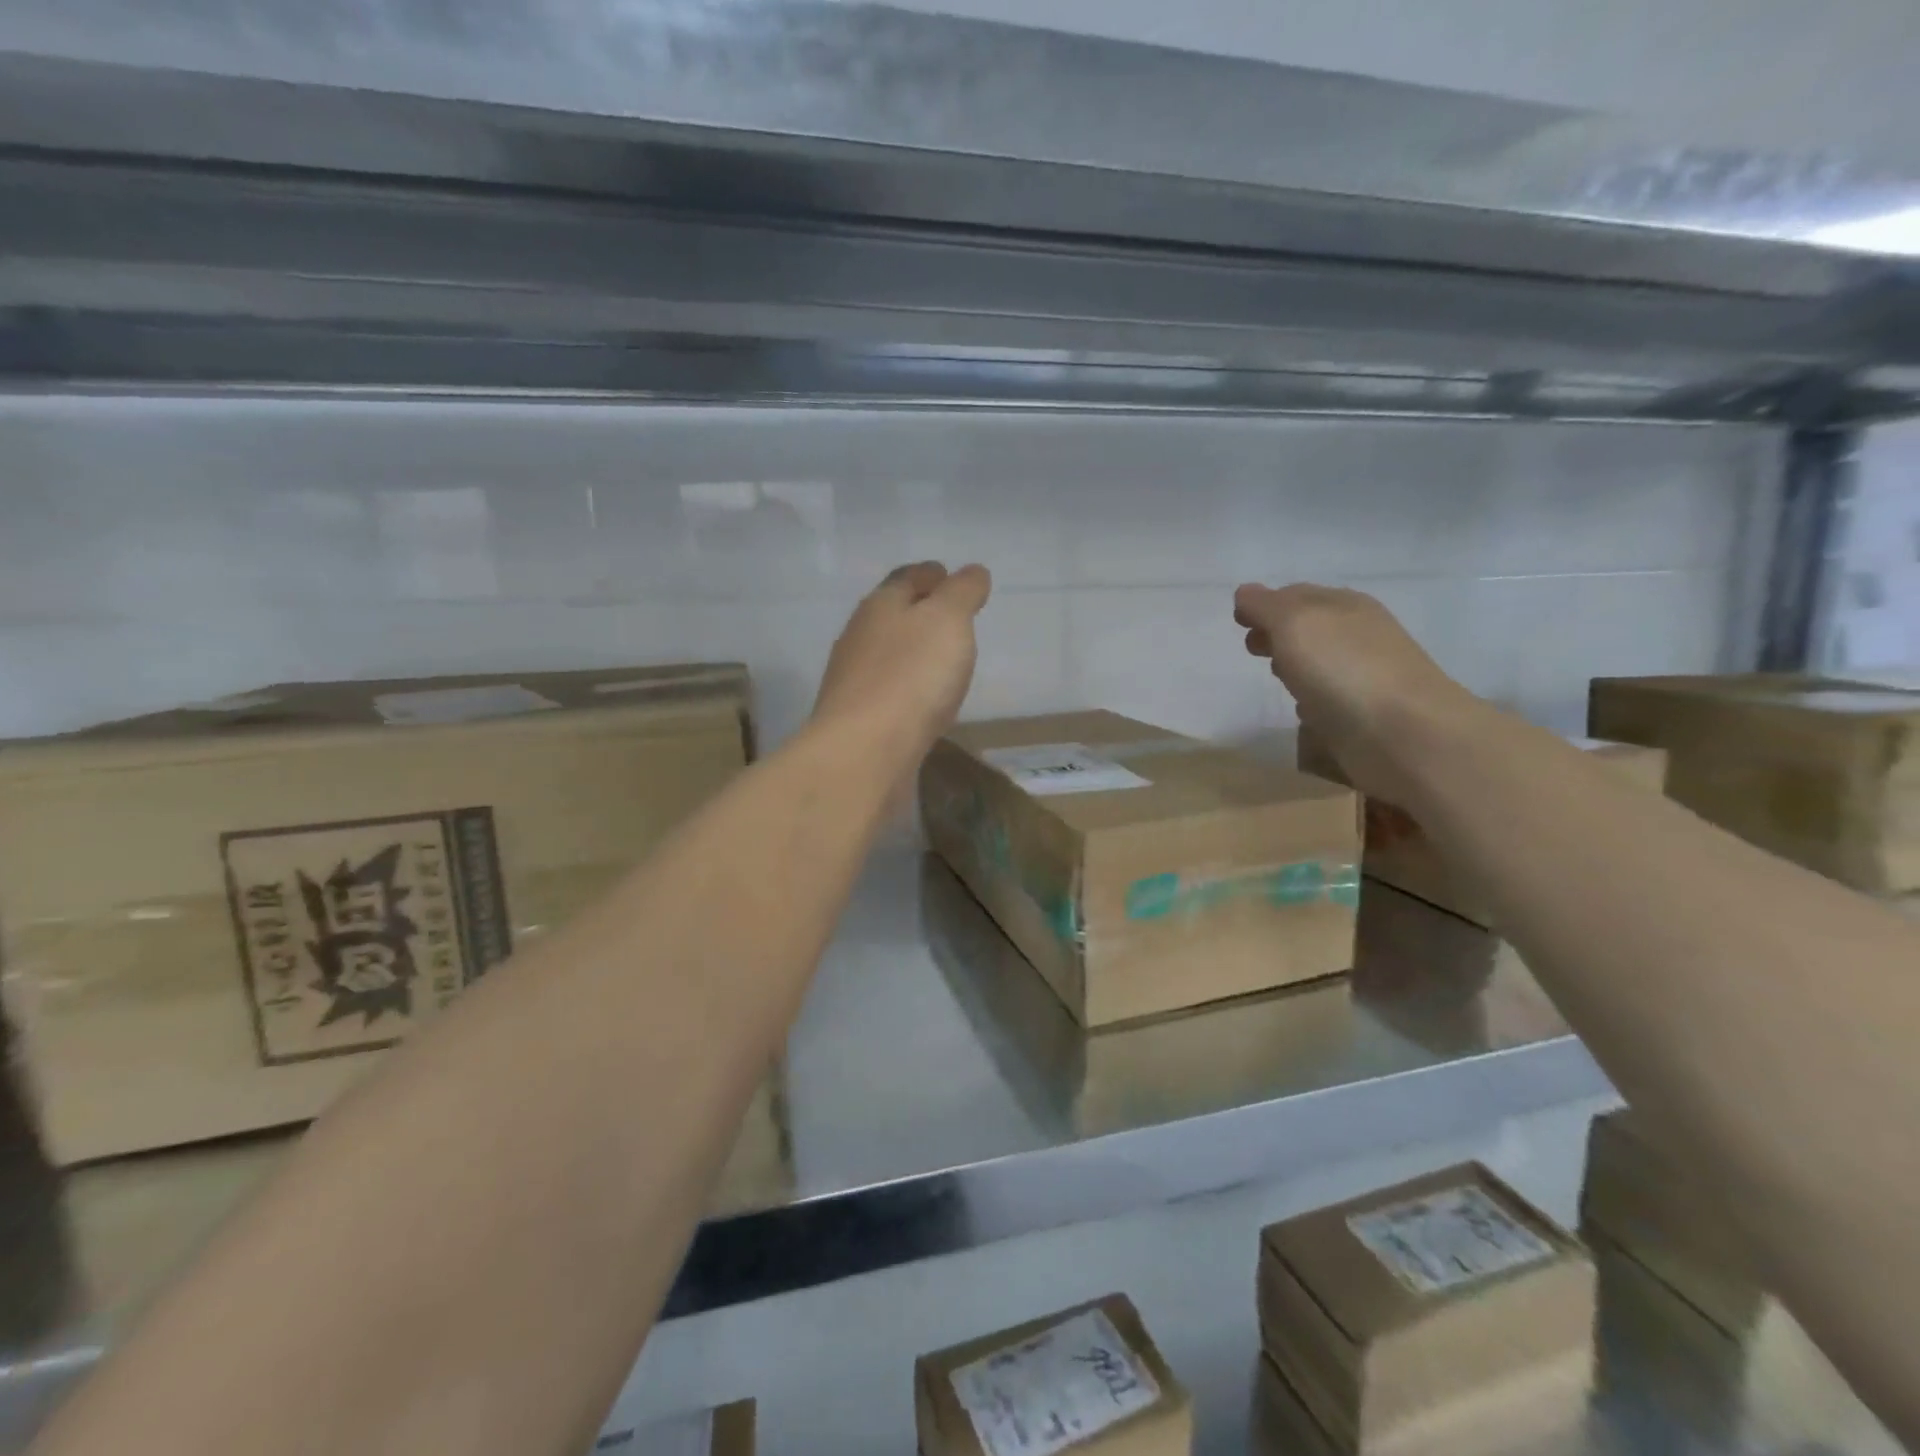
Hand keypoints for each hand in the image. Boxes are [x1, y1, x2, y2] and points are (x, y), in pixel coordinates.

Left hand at [813, 562, 992, 762]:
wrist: (865, 752)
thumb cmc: (911, 676)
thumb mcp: (948, 620)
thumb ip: (962, 592)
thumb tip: (972, 572)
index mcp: (880, 605)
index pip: (906, 577)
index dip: (931, 574)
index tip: (950, 576)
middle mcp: (861, 637)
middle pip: (893, 615)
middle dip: (920, 612)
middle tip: (953, 619)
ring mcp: (855, 680)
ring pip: (889, 654)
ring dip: (913, 653)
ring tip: (943, 660)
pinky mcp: (859, 718)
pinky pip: (889, 692)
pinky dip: (908, 687)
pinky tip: (924, 701)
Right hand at [1234, 581, 1480, 805]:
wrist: (1404, 733)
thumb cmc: (1343, 668)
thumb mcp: (1294, 623)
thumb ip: (1266, 606)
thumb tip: (1245, 594)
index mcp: (1343, 604)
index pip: (1296, 594)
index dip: (1264, 604)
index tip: (1239, 621)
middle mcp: (1358, 633)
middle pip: (1309, 626)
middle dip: (1278, 632)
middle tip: (1252, 649)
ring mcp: (1365, 674)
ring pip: (1320, 660)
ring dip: (1295, 663)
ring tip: (1274, 676)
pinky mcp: (1365, 713)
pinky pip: (1330, 696)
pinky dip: (1312, 695)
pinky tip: (1301, 708)